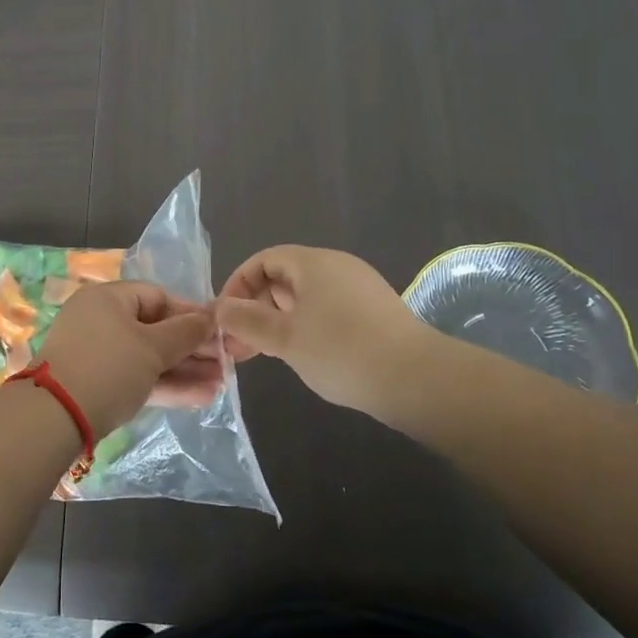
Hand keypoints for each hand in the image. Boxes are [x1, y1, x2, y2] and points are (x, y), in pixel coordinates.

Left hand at [33, 281, 218, 433]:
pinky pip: (136, 378)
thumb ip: (186, 332)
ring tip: (220, 384)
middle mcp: (100, 320)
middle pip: (154, 328)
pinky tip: (200, 398)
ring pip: (148, 357)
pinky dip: (164, 386)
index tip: (218, 331)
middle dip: (192, 348)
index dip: (190, 313)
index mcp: (109, 298)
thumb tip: (210, 318)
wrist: (54, 419)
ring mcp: (96, 355)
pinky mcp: (96, 386)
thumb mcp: (153, 347)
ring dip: (184, 370)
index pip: (158, 296)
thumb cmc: (108, 368)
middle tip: (225, 363)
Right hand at [216, 245, 428, 416]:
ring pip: (307, 296)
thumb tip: (221, 308)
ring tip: (269, 353)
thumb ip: (247, 320)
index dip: (238, 284)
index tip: (225, 317)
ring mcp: (360, 287)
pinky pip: (329, 309)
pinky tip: (306, 355)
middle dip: (258, 306)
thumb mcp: (283, 338)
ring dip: (281, 320)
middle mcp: (337, 266)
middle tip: (243, 343)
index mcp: (312, 262)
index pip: (264, 259)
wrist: (416, 378)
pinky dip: (307, 326)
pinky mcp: (376, 311)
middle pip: (285, 276)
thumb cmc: (340, 350)